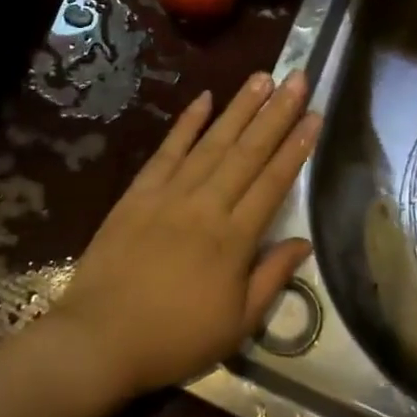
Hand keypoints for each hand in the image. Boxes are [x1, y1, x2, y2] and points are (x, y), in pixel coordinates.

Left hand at [51, 71, 318, 397]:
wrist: (100, 338)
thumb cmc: (174, 338)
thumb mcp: (236, 325)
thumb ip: (271, 278)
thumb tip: (303, 242)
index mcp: (234, 239)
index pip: (274, 182)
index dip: (297, 147)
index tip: (315, 115)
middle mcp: (206, 205)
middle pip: (248, 151)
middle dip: (276, 113)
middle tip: (297, 78)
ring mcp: (170, 193)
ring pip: (213, 142)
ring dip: (239, 108)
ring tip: (262, 78)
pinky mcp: (139, 192)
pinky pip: (167, 150)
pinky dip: (186, 123)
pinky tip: (204, 99)